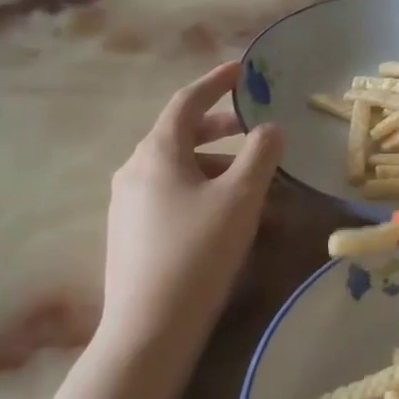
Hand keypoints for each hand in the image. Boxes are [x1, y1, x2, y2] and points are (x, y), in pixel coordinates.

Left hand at [99, 62, 282, 355]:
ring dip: (215, 165)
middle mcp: (134, 170)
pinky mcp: (130, 233)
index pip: (187, 102)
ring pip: (176, 168)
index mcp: (157, 152)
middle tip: (254, 129)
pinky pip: (169, 195)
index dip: (215, 82)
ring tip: (252, 182)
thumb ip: (260, 155)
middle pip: (180, 135)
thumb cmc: (198, 252)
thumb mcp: (240, 198)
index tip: (241, 70)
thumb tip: (270, 128)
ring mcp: (127, 203)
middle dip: (220, 127)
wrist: (150, 327)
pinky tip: (224, 216)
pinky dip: (200, 190)